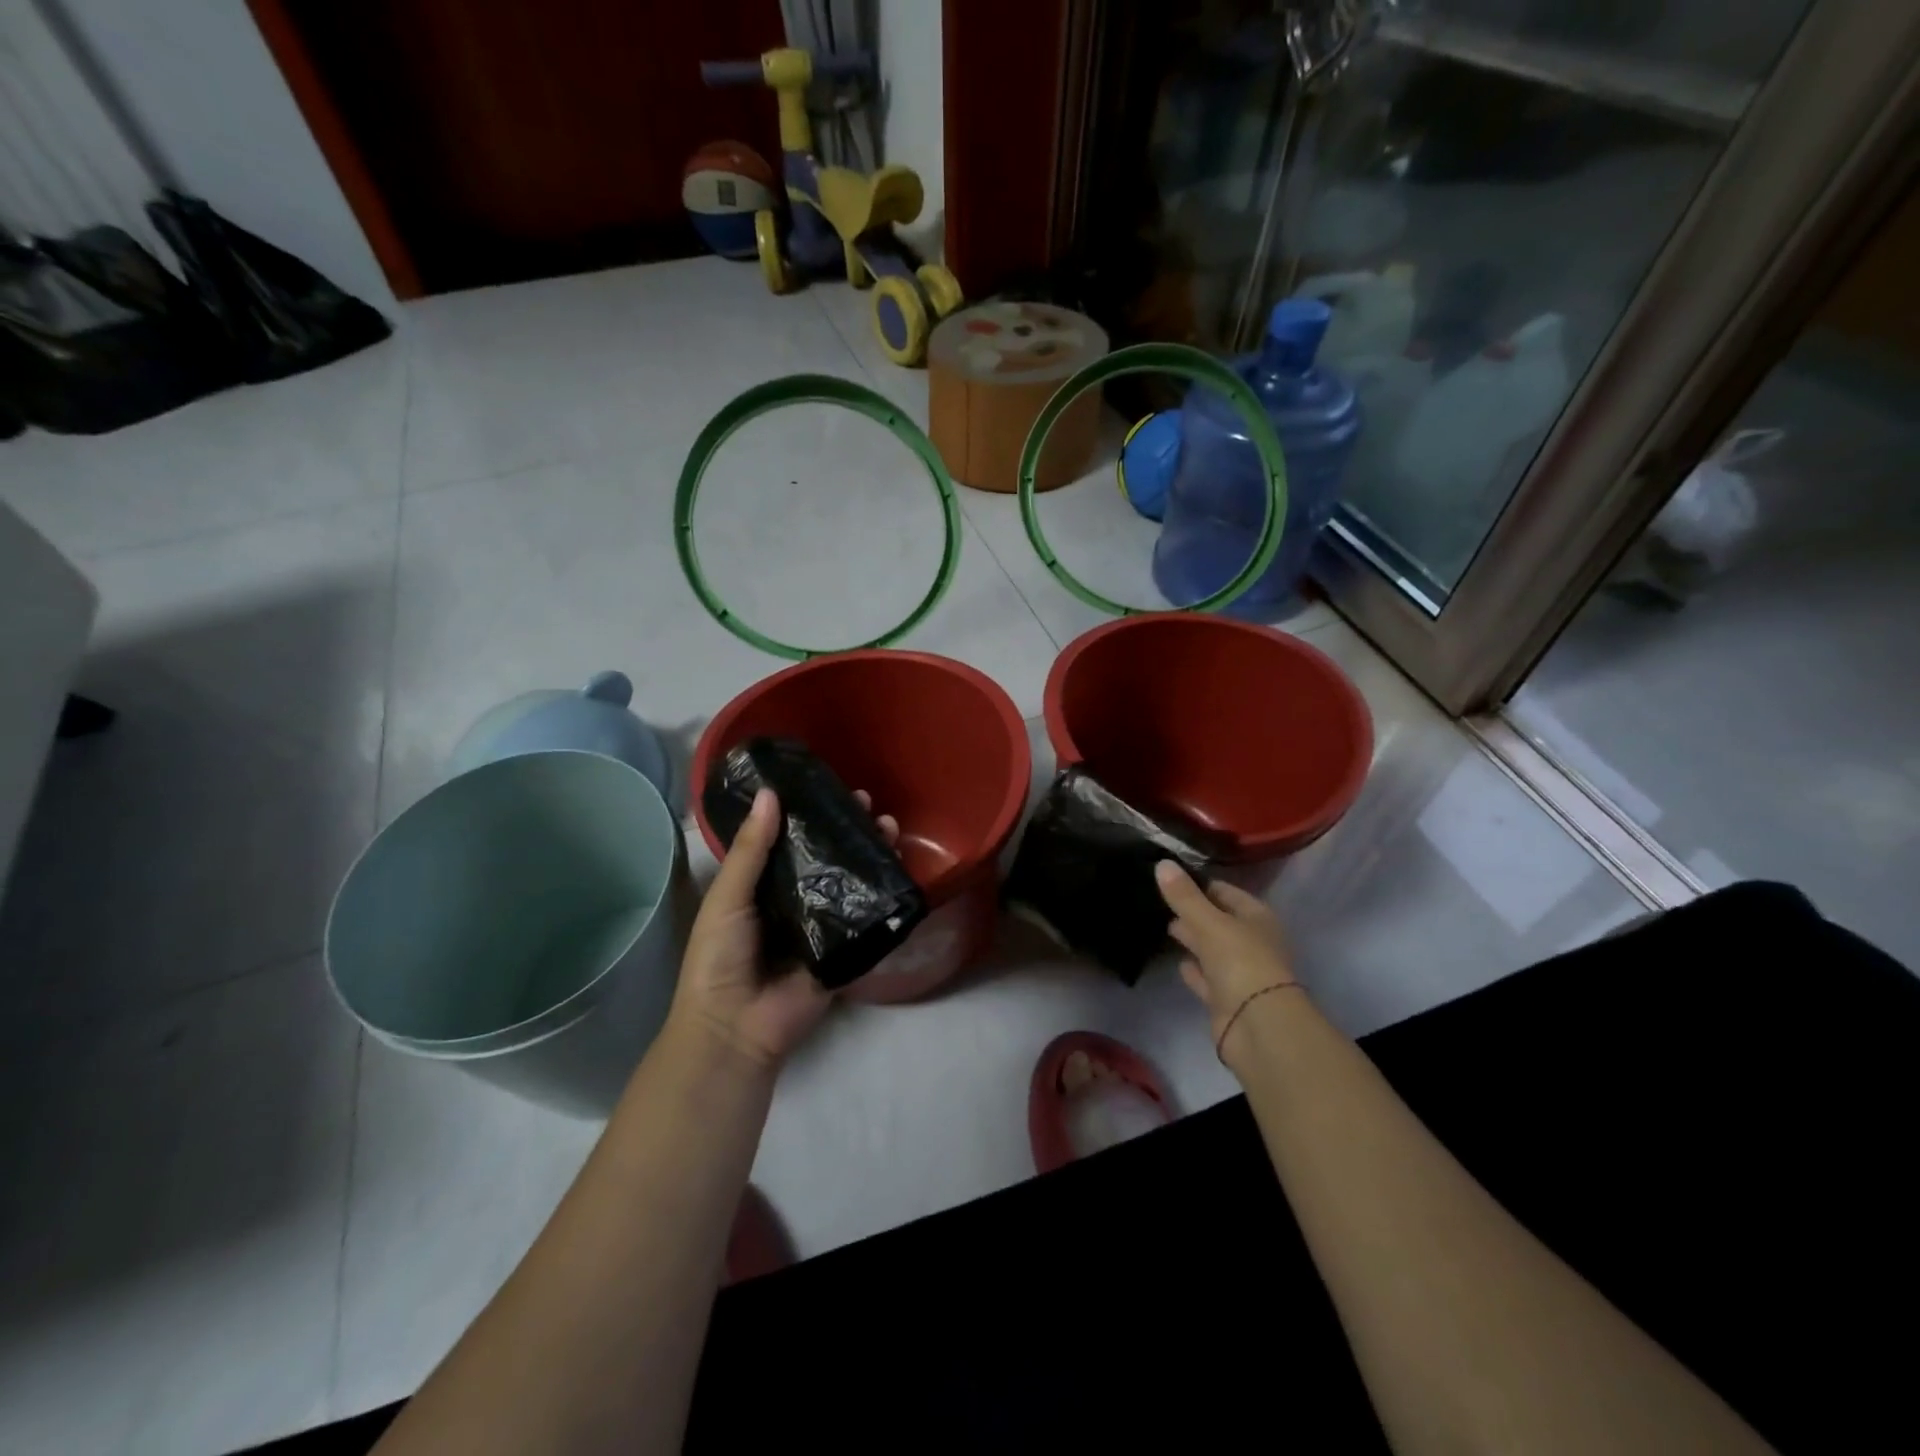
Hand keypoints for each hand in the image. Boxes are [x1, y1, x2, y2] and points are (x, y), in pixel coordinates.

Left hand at [668, 787, 898, 1071]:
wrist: (735, 1026)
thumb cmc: (719, 957)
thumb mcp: (728, 897)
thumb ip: (751, 849)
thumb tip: (771, 793)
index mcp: (764, 886)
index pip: (792, 840)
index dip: (811, 814)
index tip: (831, 787)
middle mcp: (796, 901)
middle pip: (828, 858)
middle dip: (848, 830)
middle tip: (869, 803)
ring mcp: (824, 926)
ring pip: (851, 883)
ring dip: (870, 855)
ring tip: (890, 827)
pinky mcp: (846, 950)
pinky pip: (866, 918)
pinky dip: (883, 895)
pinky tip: (899, 868)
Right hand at [1156, 861, 1299, 1063]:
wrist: (1258, 1026)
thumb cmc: (1241, 962)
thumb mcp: (1209, 923)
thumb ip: (1184, 896)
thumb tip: (1162, 862)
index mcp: (1256, 918)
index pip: (1225, 892)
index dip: (1199, 884)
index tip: (1169, 877)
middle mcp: (1251, 942)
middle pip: (1219, 920)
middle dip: (1194, 911)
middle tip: (1161, 900)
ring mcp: (1240, 972)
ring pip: (1212, 949)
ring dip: (1193, 940)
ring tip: (1164, 926)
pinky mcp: (1227, 999)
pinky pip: (1207, 978)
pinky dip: (1194, 970)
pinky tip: (1178, 962)